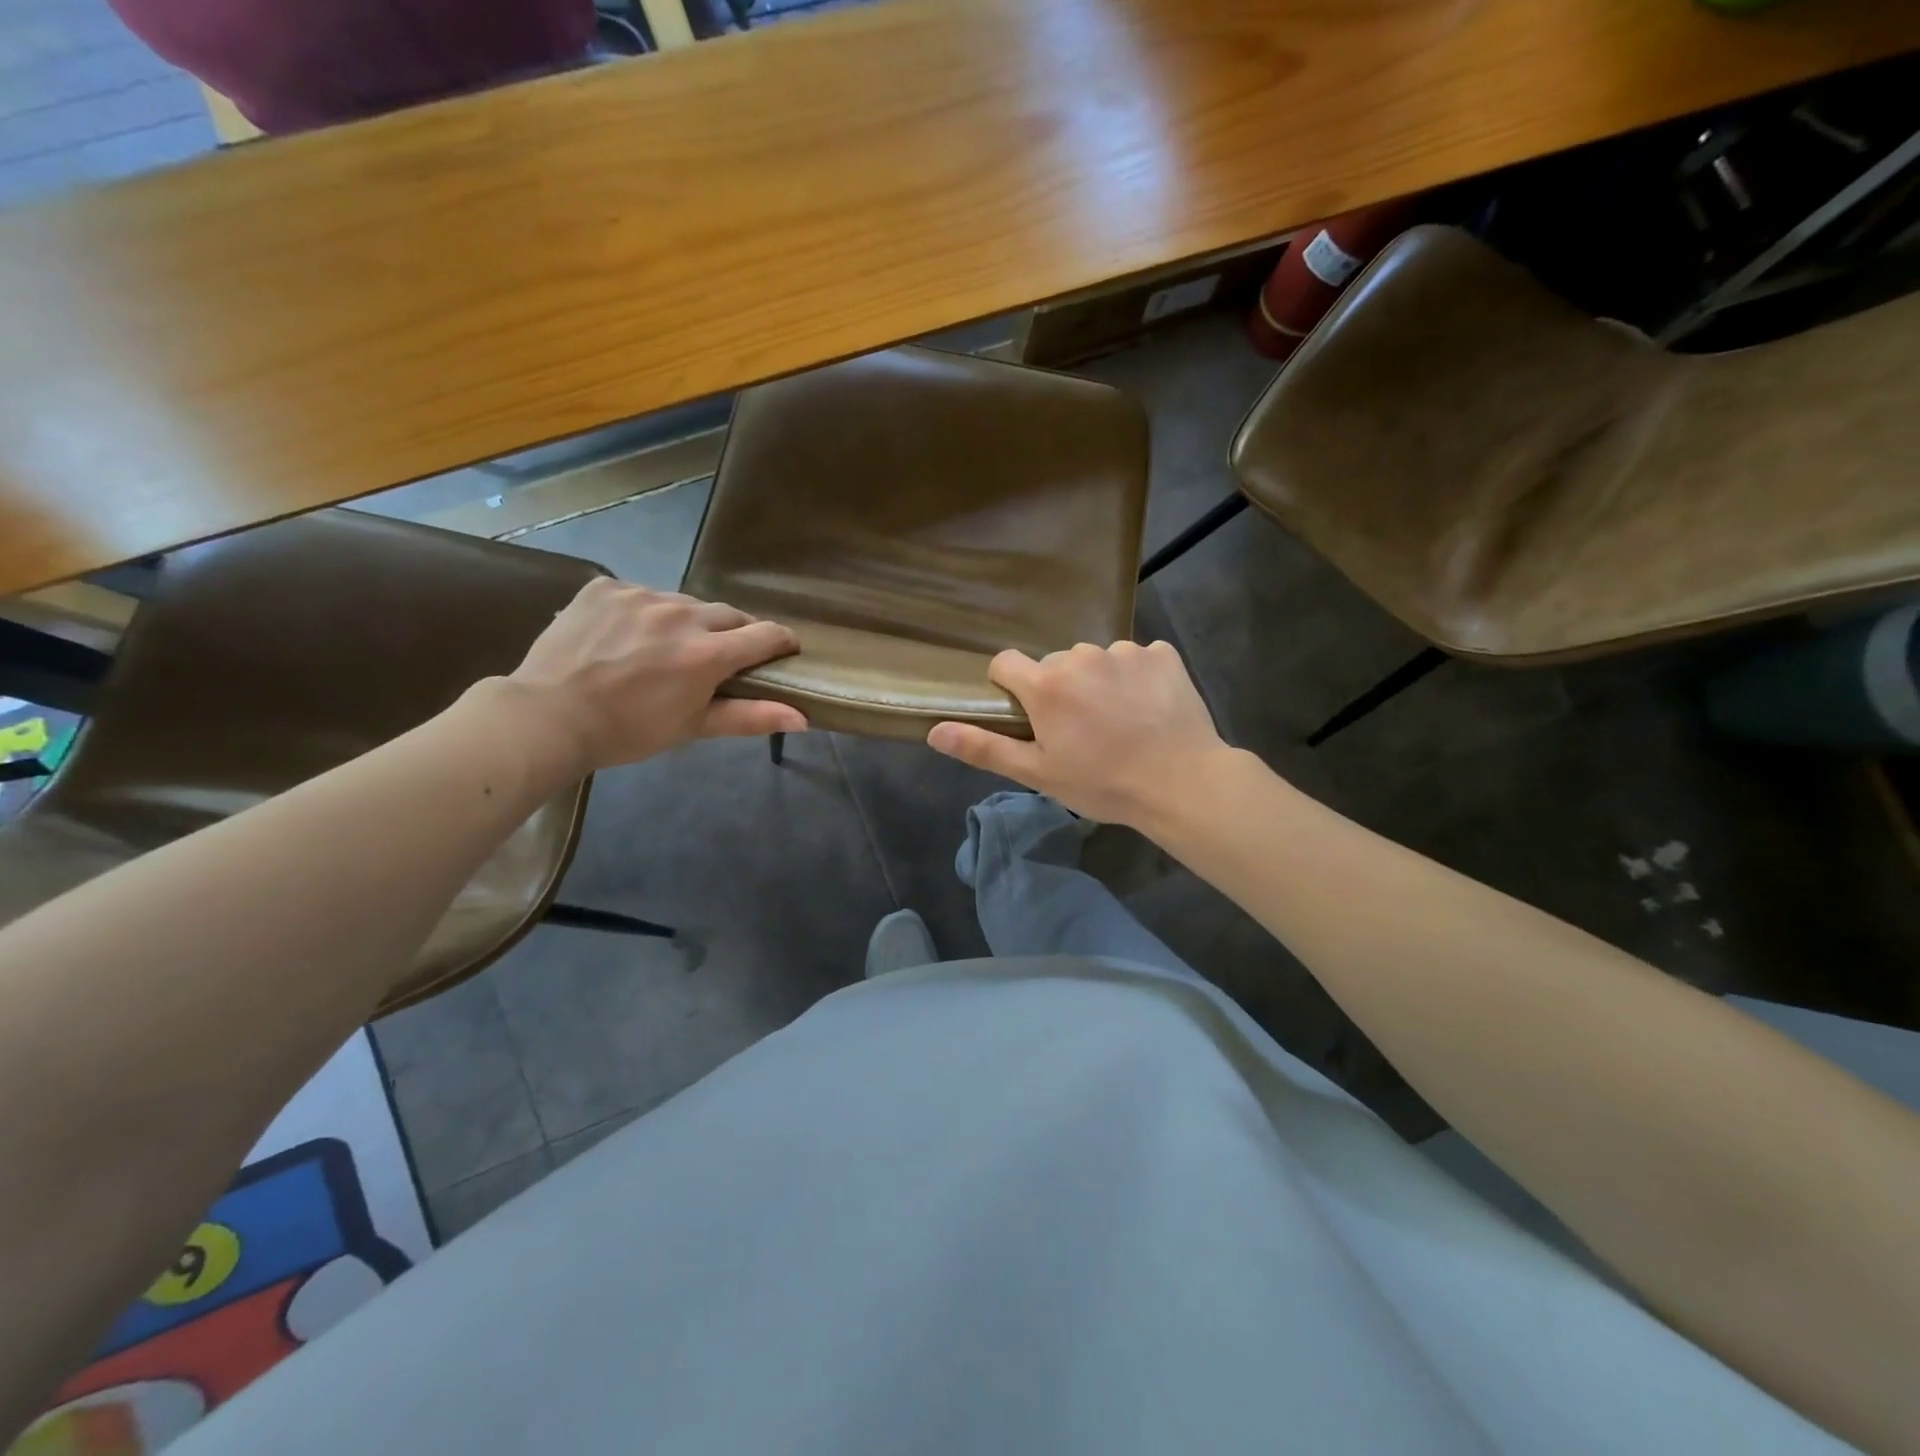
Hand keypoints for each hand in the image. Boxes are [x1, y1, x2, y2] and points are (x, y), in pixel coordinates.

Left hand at [502, 580, 805, 774]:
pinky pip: (641, 594)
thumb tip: (804, 718)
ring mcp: (640, 595)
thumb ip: (751, 717)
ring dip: (688, 622)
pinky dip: (645, 613)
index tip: (784, 650)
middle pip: (728, 614)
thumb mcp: (693, 727)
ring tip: (667, 647)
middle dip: (733, 634)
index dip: (781, 642)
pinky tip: (628, 637)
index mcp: (707, 653)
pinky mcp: (606, 586)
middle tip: (720, 657)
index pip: (765, 634)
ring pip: (684, 603)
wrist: (547, 716)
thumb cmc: (629, 731)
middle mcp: (681, 614)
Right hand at [927, 641, 1230, 829]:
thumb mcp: (1038, 774)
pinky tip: (1149, 708)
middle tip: (1080, 730)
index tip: (1027, 716)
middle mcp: (1081, 656)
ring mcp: (1125, 651)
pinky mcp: (1163, 653)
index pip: (1005, 662)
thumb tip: (934, 731)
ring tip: (1119, 720)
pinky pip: (1137, 657)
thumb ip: (984, 748)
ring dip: (1098, 681)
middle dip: (1058, 689)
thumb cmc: (1103, 783)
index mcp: (1046, 684)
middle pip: (1053, 664)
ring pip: (1095, 660)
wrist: (1182, 782)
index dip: (1009, 687)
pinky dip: (1137, 677)